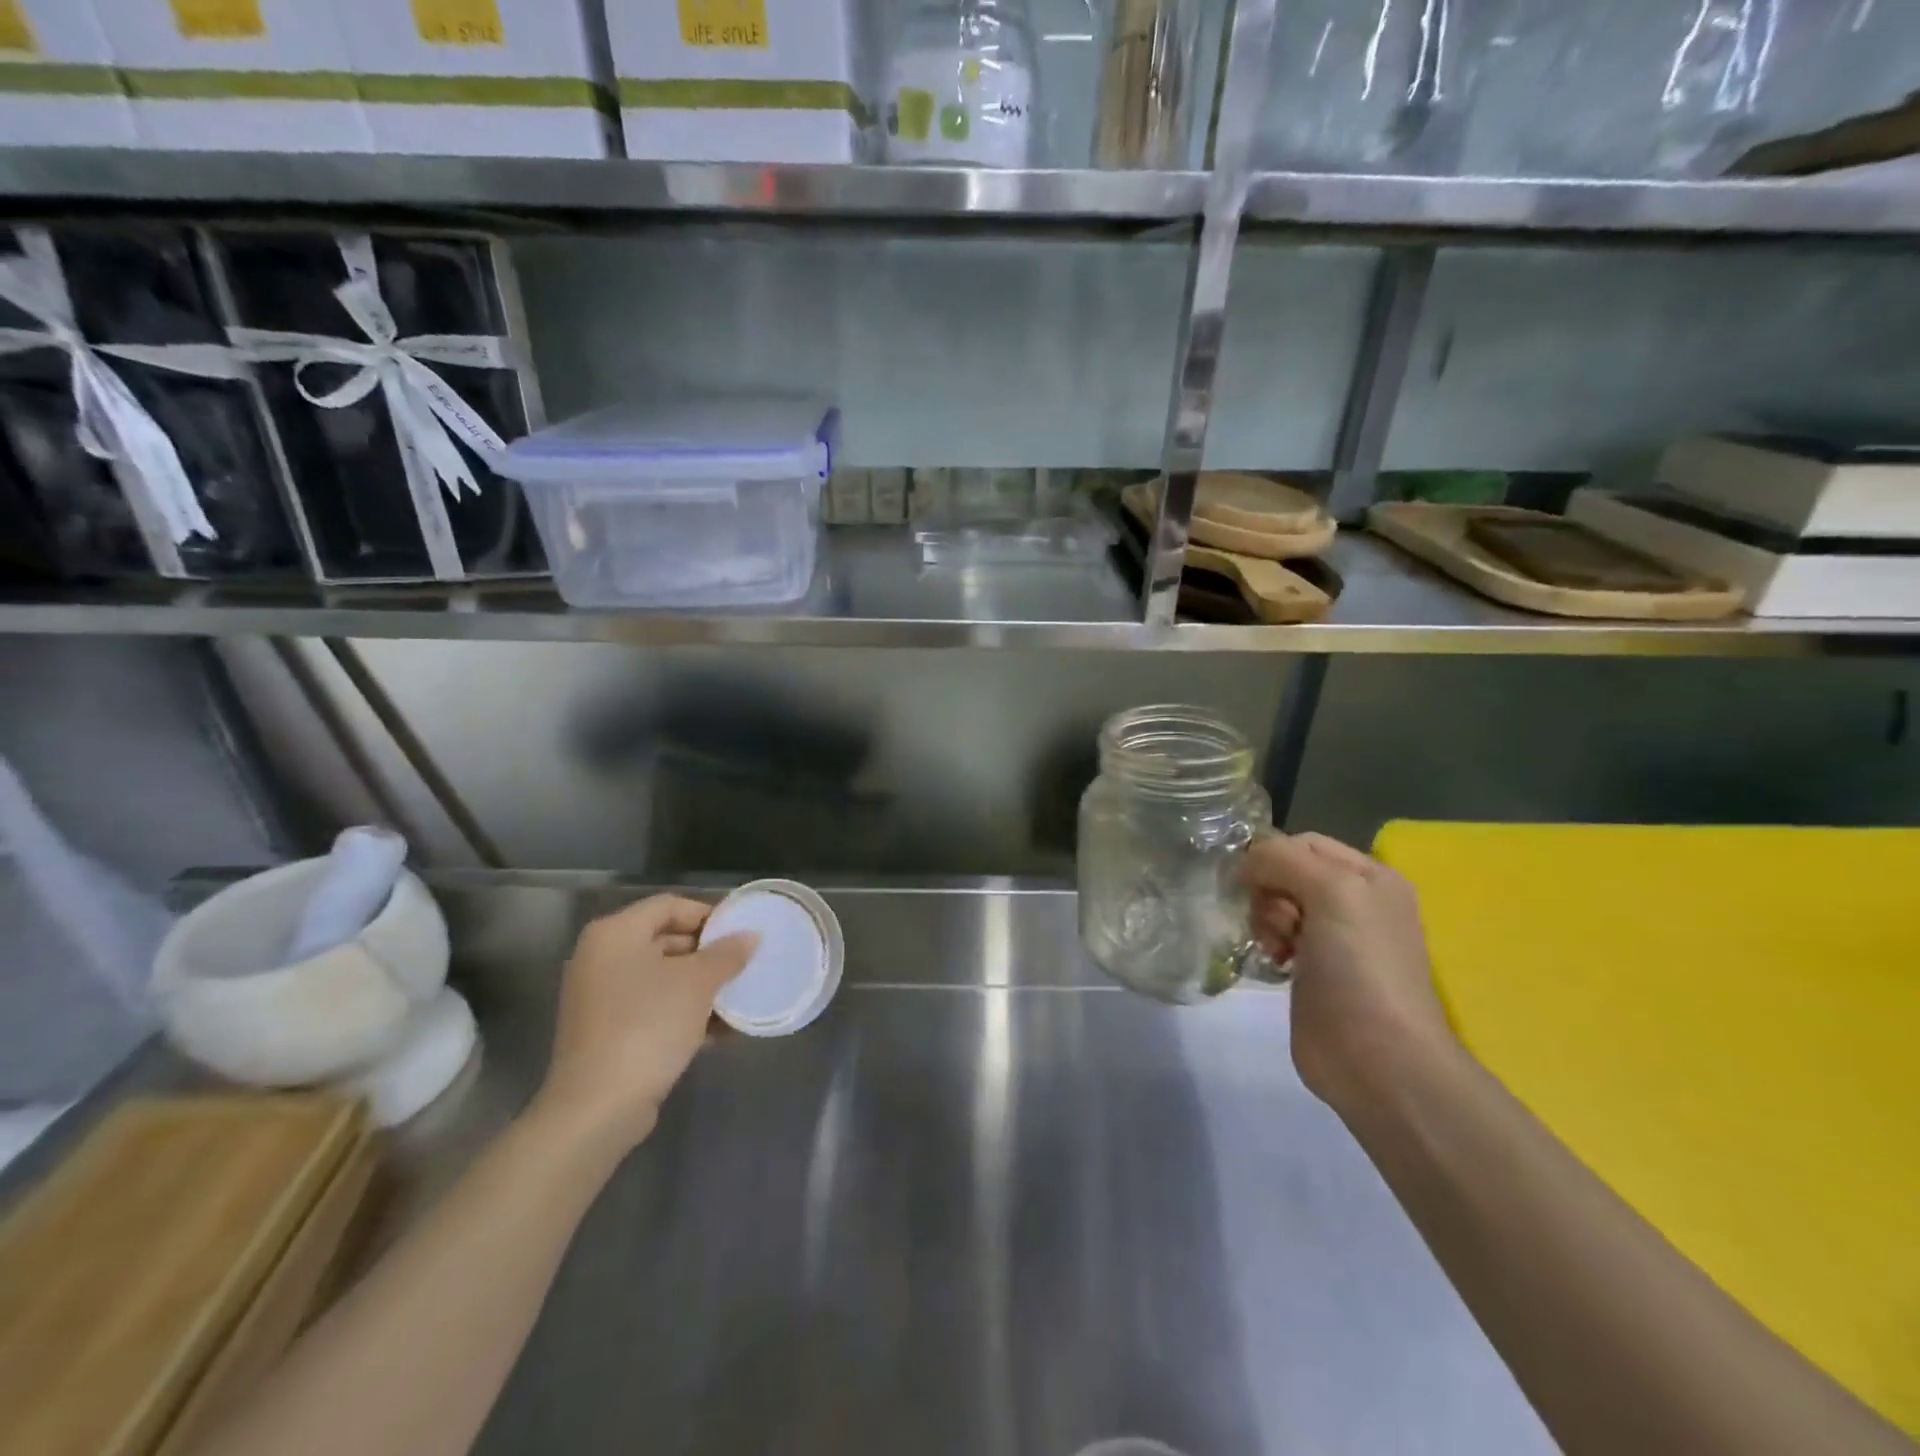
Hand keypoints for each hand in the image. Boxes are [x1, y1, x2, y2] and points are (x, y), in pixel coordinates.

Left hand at [529, 895, 756, 1154]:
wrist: (597, 1108)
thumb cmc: (647, 1027)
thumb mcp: (698, 984)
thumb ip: (727, 954)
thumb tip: (751, 936)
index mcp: (615, 934)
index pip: (670, 905)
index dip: (709, 915)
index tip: (742, 934)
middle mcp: (601, 958)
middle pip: (665, 939)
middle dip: (708, 954)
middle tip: (744, 965)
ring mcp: (600, 997)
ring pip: (662, 977)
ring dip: (701, 986)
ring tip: (738, 998)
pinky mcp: (606, 1031)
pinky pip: (652, 1007)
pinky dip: (683, 1012)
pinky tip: (720, 1030)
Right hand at [1242, 833, 1452, 1108]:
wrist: (1377, 1057)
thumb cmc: (1360, 966)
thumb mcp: (1332, 891)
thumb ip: (1283, 859)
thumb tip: (1245, 864)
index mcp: (1369, 876)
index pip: (1303, 842)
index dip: (1272, 856)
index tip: (1253, 884)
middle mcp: (1354, 901)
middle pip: (1286, 872)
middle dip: (1268, 891)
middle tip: (1278, 924)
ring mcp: (1333, 938)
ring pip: (1276, 904)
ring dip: (1265, 919)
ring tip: (1275, 948)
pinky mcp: (1313, 971)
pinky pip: (1275, 937)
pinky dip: (1267, 942)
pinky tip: (1272, 961)